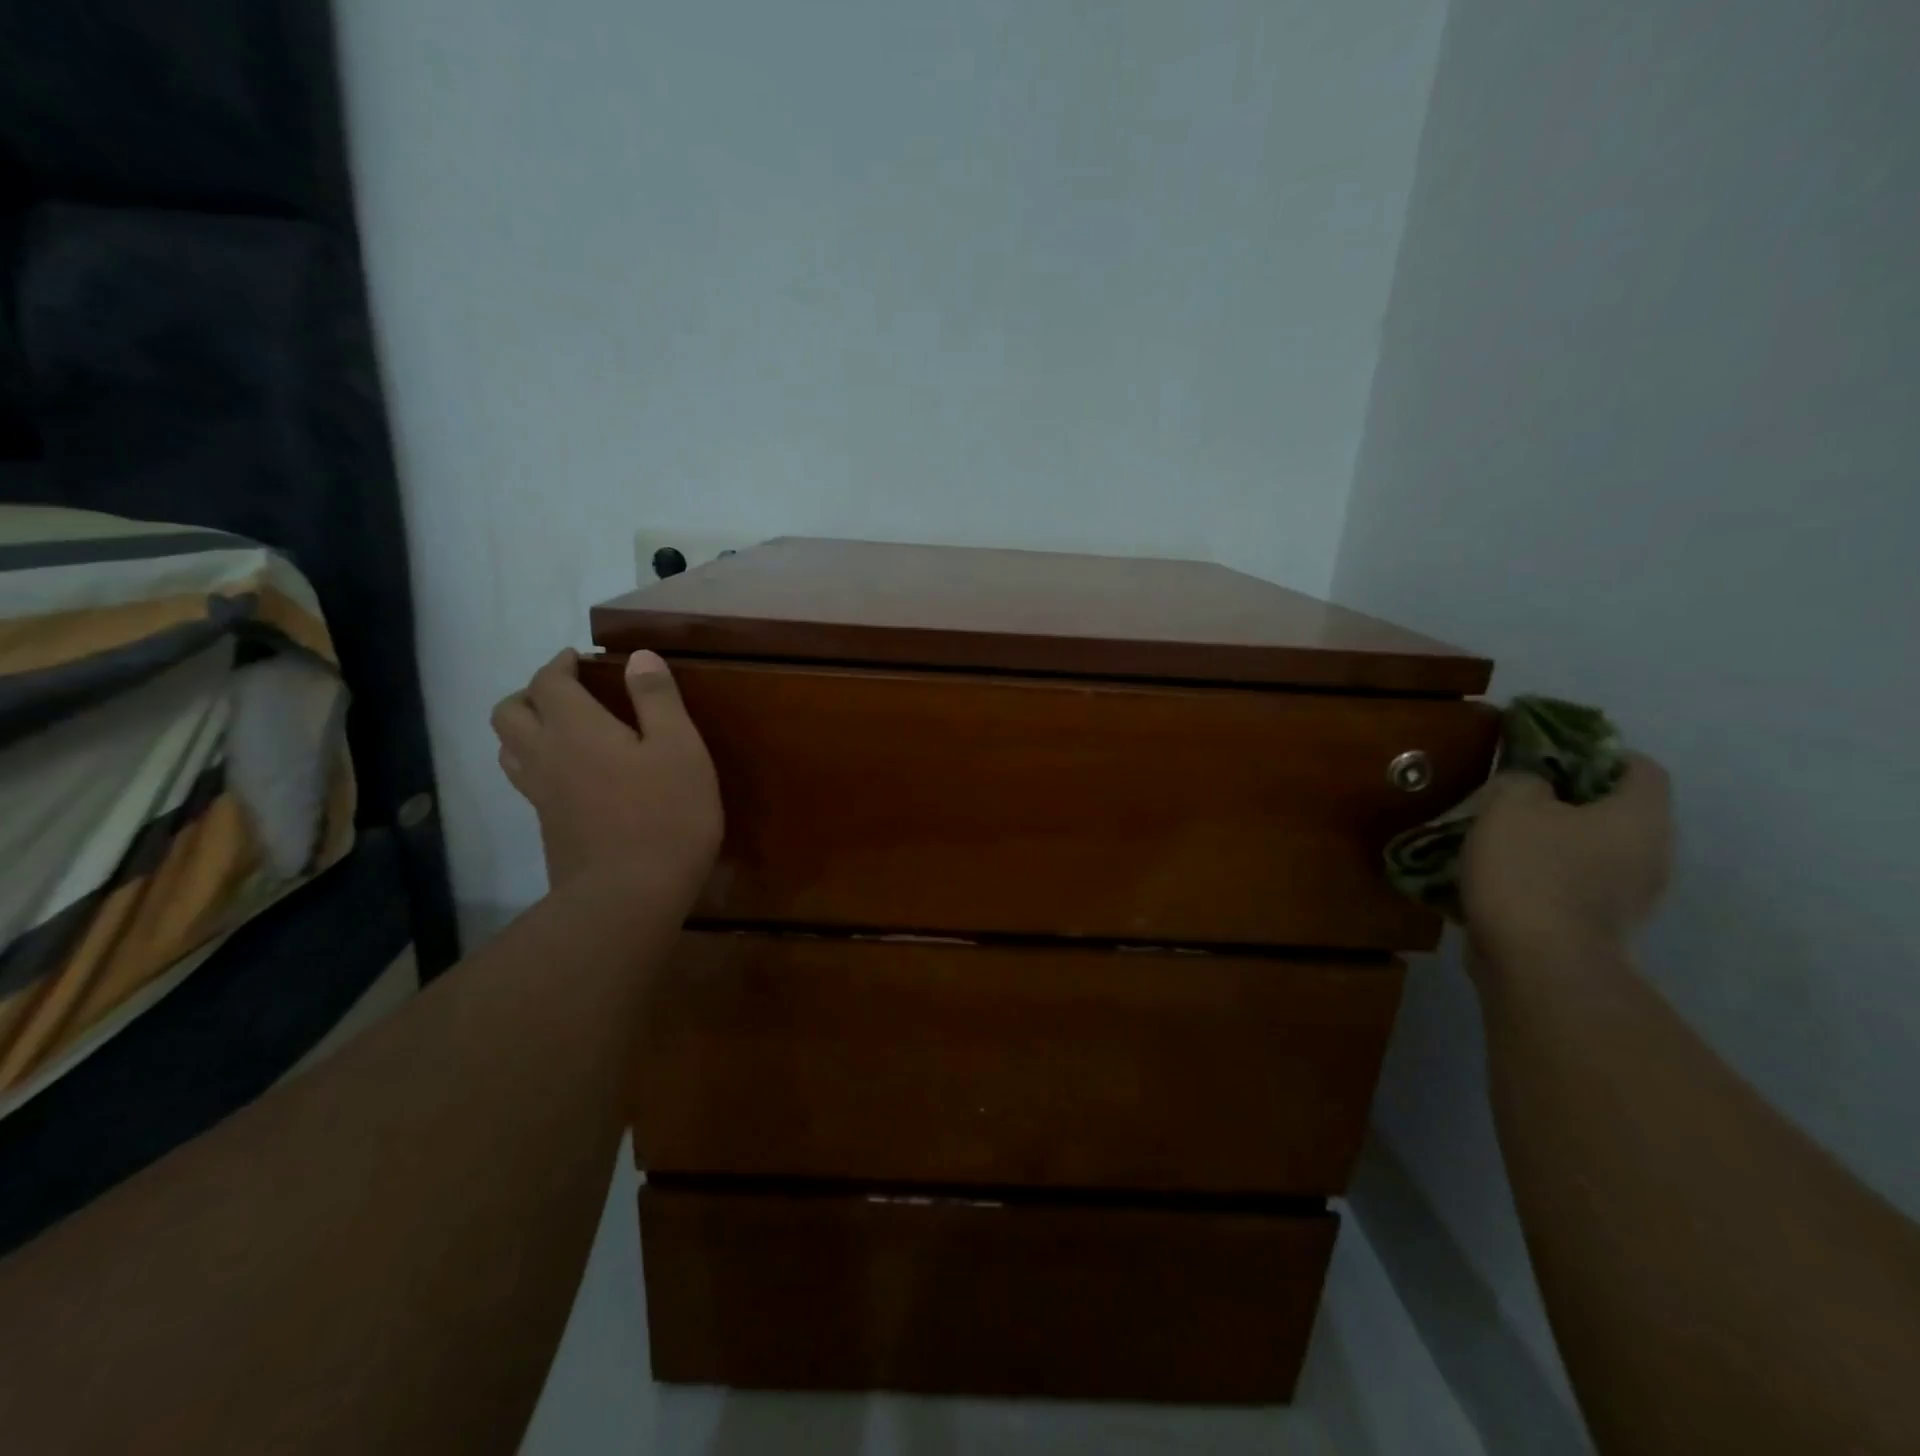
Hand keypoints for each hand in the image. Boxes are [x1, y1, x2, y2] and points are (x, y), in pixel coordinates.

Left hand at [490, 649, 721, 896]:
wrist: (628, 897)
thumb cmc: (665, 815)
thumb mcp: (679, 748)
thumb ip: (657, 699)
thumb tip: (639, 657)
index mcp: (576, 729)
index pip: (548, 682)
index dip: (559, 664)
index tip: (578, 659)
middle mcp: (545, 755)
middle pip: (509, 712)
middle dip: (530, 692)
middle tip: (565, 692)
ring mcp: (540, 795)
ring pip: (508, 748)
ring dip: (525, 727)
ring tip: (559, 728)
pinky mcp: (547, 827)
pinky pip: (525, 780)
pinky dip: (536, 762)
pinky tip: (570, 775)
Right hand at [1462, 752, 1672, 964]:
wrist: (1538, 962)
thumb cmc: (1531, 871)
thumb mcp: (1510, 805)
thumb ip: (1521, 780)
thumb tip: (1530, 785)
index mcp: (1640, 816)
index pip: (1638, 767)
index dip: (1596, 753)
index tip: (1548, 756)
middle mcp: (1652, 854)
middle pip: (1615, 811)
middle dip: (1567, 801)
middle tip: (1516, 797)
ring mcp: (1631, 897)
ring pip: (1593, 850)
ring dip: (1553, 842)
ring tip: (1501, 838)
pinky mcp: (1601, 927)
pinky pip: (1576, 885)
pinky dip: (1545, 876)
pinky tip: (1504, 878)